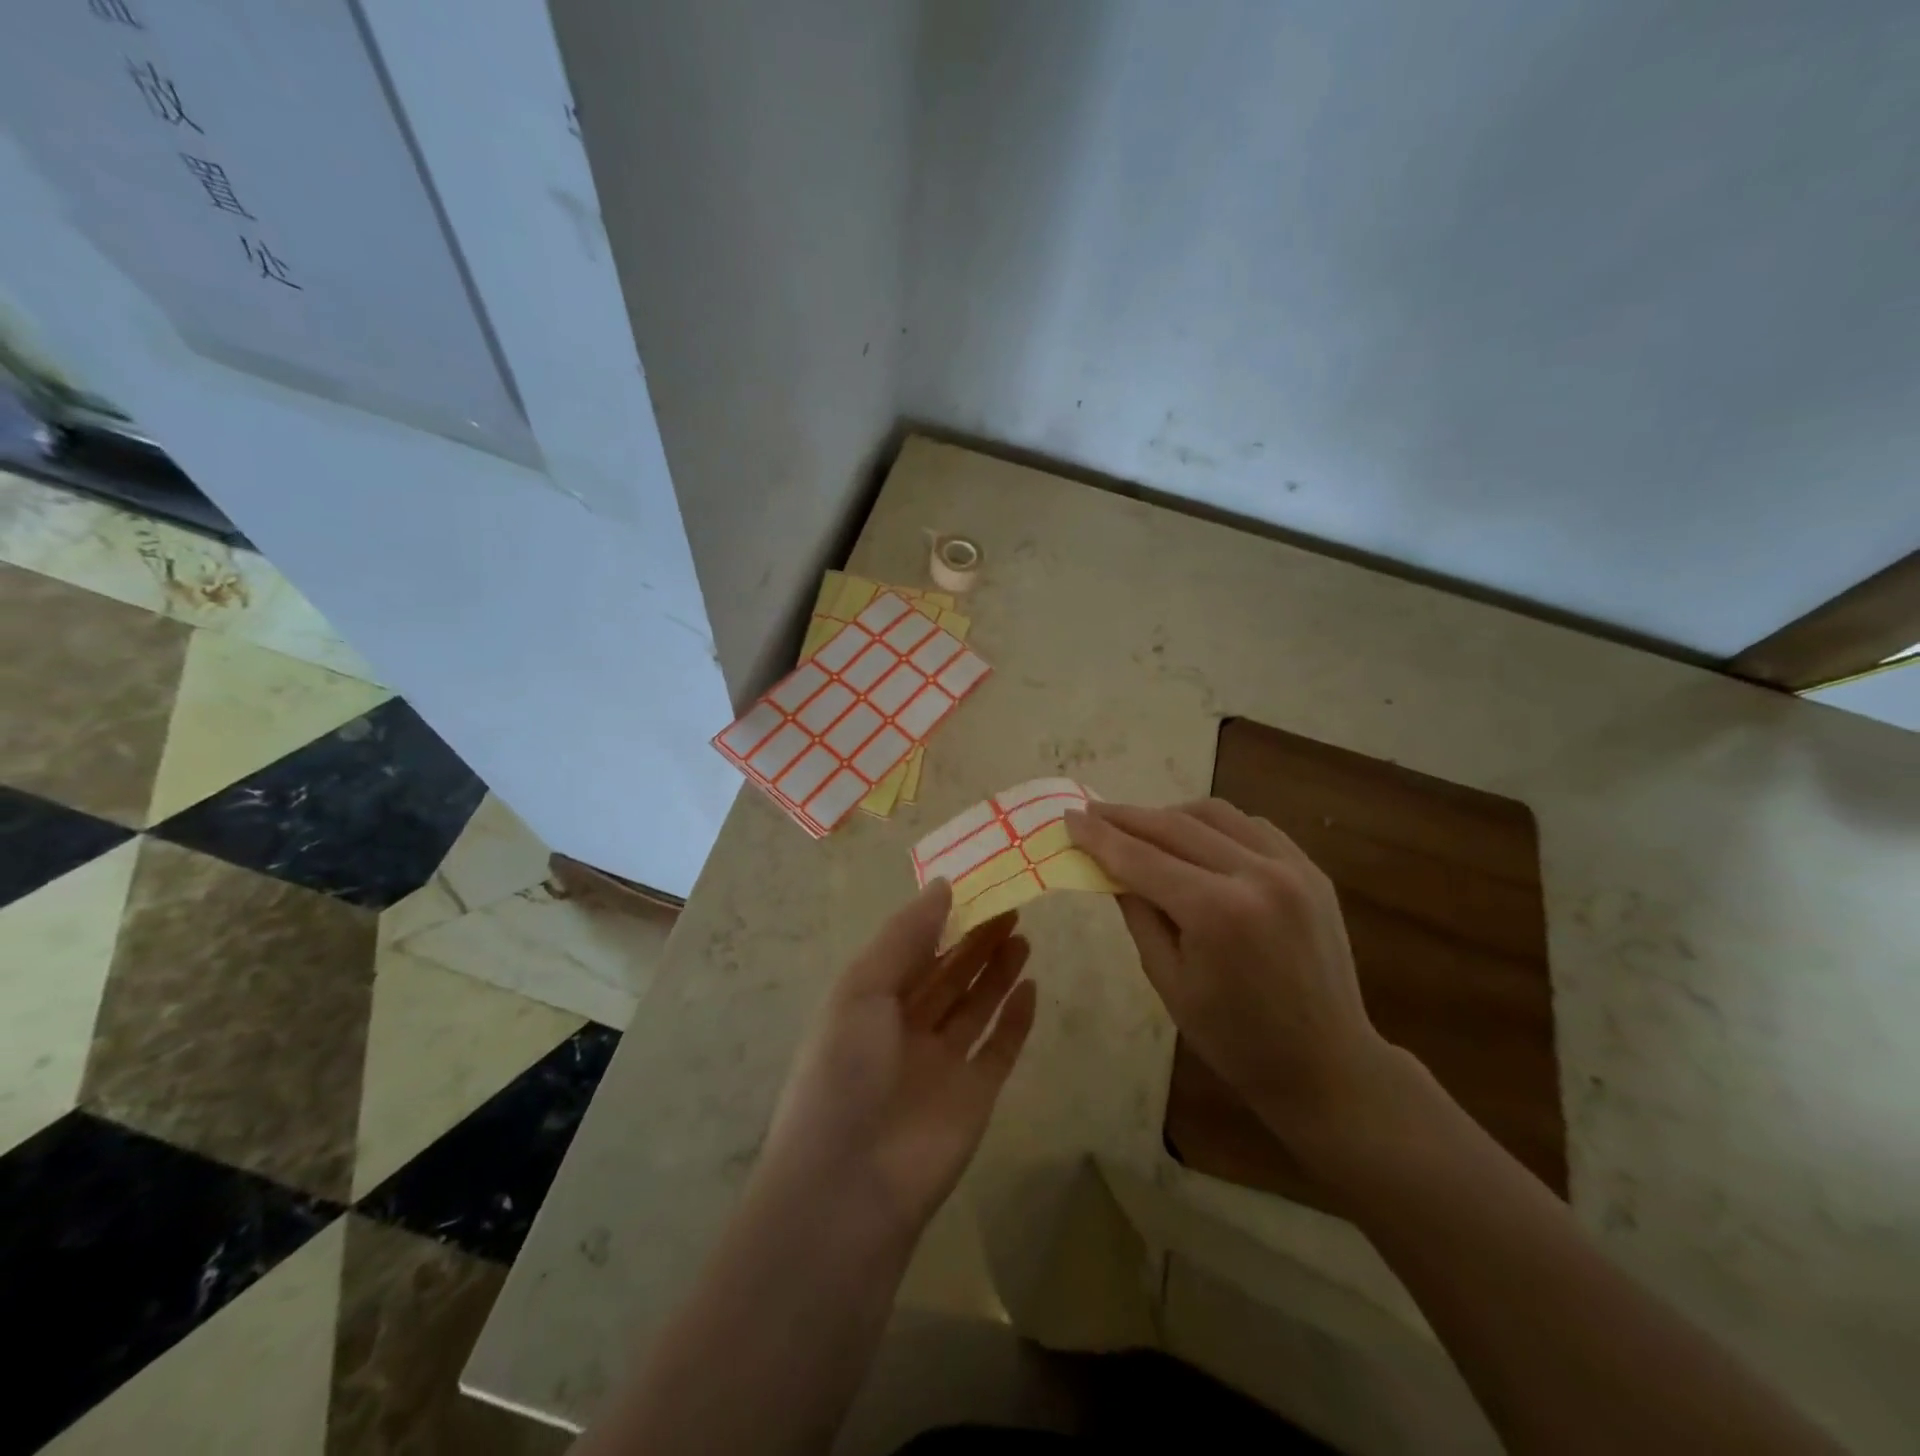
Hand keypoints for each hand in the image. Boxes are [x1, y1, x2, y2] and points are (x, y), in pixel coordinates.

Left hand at [759, 881, 1037, 1244]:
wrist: (850, 1186)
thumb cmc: (845, 1070)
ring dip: (996, 971)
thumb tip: (942, 884)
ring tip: (1023, 934)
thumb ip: (905, 936)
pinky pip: (999, 1049)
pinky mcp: (974, 1095)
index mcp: (870, 1002)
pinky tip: (1032, 987)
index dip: (941, 919)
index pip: (912, 950)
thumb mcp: (862, 988)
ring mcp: (941, 1063)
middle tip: (1011, 904)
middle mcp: (905, 1028)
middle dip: (975, 940)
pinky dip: (1016, 1020)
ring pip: (975, 1006)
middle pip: (948, 974)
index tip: (974, 886)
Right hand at [1066, 798, 1395, 1159]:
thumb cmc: (1235, 1039)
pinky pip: (1251, 826)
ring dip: (1170, 815)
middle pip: (1175, 825)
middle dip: (1127, 816)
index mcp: (1217, 912)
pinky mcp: (1311, 869)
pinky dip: (1214, 826)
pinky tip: (1195, 841)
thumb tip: (1110, 866)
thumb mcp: (1168, 980)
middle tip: (1092, 811)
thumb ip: (1137, 913)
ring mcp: (1292, 866)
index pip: (1142, 858)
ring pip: (1215, 814)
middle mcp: (1257, 875)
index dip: (1100, 835)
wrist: (1328, 1065)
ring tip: (1141, 828)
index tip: (1069, 816)